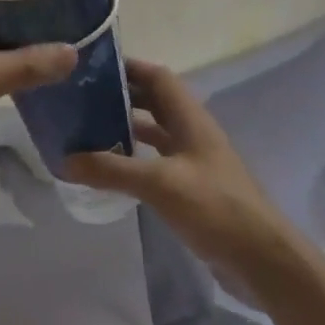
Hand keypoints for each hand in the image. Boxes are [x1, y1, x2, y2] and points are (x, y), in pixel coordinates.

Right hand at [67, 60, 303, 286]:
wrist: (260, 258)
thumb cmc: (215, 207)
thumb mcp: (159, 184)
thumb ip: (112, 169)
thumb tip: (65, 159)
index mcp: (190, 118)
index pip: (157, 76)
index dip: (128, 67)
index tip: (91, 68)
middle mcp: (192, 132)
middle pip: (154, 101)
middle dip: (120, 95)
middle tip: (80, 98)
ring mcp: (193, 160)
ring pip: (155, 131)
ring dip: (125, 126)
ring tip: (86, 128)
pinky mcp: (191, 187)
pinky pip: (156, 160)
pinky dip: (133, 157)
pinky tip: (110, 167)